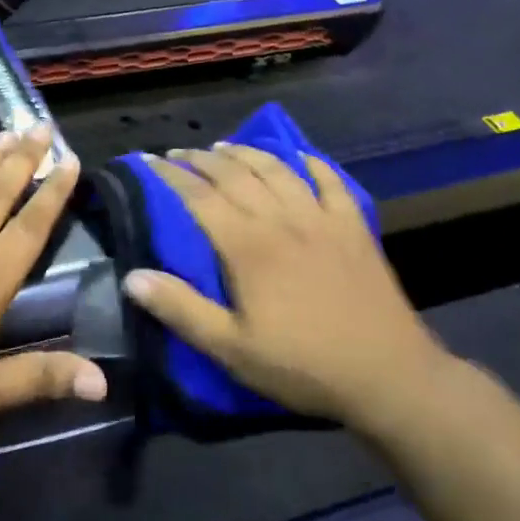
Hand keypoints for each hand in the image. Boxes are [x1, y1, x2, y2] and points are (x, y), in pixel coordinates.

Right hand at [123, 145, 447, 425]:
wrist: (387, 374)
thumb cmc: (302, 365)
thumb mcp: (232, 349)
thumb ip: (182, 310)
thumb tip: (133, 277)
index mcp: (248, 246)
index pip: (199, 197)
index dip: (170, 175)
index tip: (148, 160)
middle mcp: (282, 219)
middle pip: (235, 174)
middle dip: (202, 159)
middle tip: (179, 153)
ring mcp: (321, 218)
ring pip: (277, 169)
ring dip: (247, 153)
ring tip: (224, 146)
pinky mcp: (353, 227)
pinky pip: (330, 181)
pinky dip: (311, 163)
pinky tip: (299, 156)